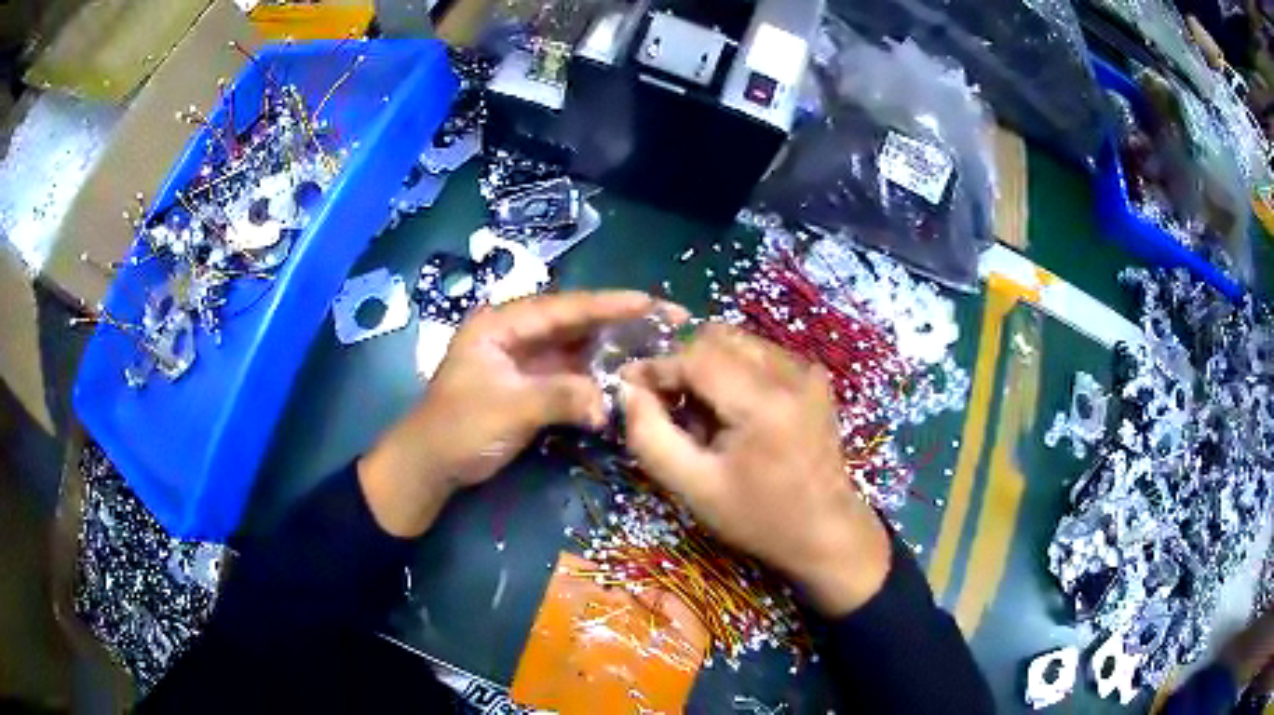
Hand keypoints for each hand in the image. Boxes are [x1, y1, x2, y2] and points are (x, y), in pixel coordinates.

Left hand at [360, 290, 680, 537]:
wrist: (430, 466)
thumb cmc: (458, 429)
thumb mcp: (507, 409)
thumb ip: (559, 397)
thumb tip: (608, 403)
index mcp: (501, 325)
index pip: (562, 307)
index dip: (608, 304)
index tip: (650, 301)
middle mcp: (517, 335)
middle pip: (575, 323)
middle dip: (620, 323)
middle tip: (667, 321)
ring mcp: (526, 361)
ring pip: (578, 349)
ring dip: (614, 350)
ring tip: (658, 347)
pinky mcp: (532, 387)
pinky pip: (573, 376)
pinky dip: (599, 379)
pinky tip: (629, 379)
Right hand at [621, 323, 891, 616]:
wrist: (825, 530)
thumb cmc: (758, 518)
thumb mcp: (694, 488)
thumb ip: (651, 437)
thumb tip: (629, 389)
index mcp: (764, 402)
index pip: (696, 356)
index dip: (657, 366)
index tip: (630, 385)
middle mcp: (791, 372)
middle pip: (717, 338)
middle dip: (682, 363)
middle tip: (668, 404)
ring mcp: (807, 370)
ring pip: (737, 341)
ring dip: (707, 366)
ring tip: (702, 414)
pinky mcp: (814, 376)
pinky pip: (760, 354)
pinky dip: (734, 371)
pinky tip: (732, 411)